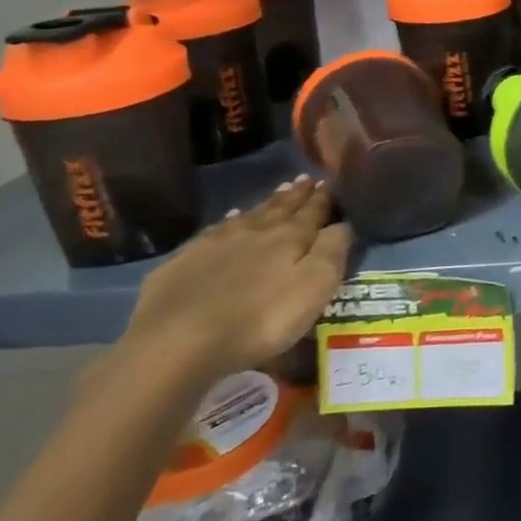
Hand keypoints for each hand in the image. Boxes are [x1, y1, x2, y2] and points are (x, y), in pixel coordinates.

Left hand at [121, 178, 349, 383]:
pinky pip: (214, 232)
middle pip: (281, 208)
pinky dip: (228, 221)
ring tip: (279, 191)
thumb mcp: (314, 287)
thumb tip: (343, 223)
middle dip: (297, 195)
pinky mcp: (183, 262)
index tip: (331, 181)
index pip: (313, 211)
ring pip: (249, 216)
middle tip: (306, 179)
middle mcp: (255, 232)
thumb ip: (332, 251)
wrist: (177, 342)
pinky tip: (230, 218)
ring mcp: (216, 244)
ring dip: (267, 203)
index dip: (324, 198)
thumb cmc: (260, 318)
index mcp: (290, 238)